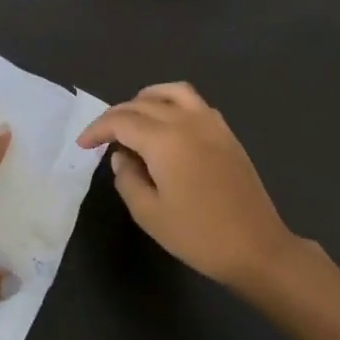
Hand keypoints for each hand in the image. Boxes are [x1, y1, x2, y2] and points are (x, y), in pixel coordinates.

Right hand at [78, 82, 298, 287]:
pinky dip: (172, 103)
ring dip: (146, 99)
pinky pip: (194, 102)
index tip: (82, 145)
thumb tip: (122, 156)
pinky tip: (166, 126)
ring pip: (172, 92)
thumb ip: (127, 178)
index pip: (121, 121)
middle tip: (102, 137)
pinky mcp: (226, 133)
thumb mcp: (149, 214)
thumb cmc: (198, 236)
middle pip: (143, 103)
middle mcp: (187, 121)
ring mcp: (211, 123)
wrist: (257, 248)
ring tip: (133, 118)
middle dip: (117, 115)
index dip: (97, 129)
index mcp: (165, 140)